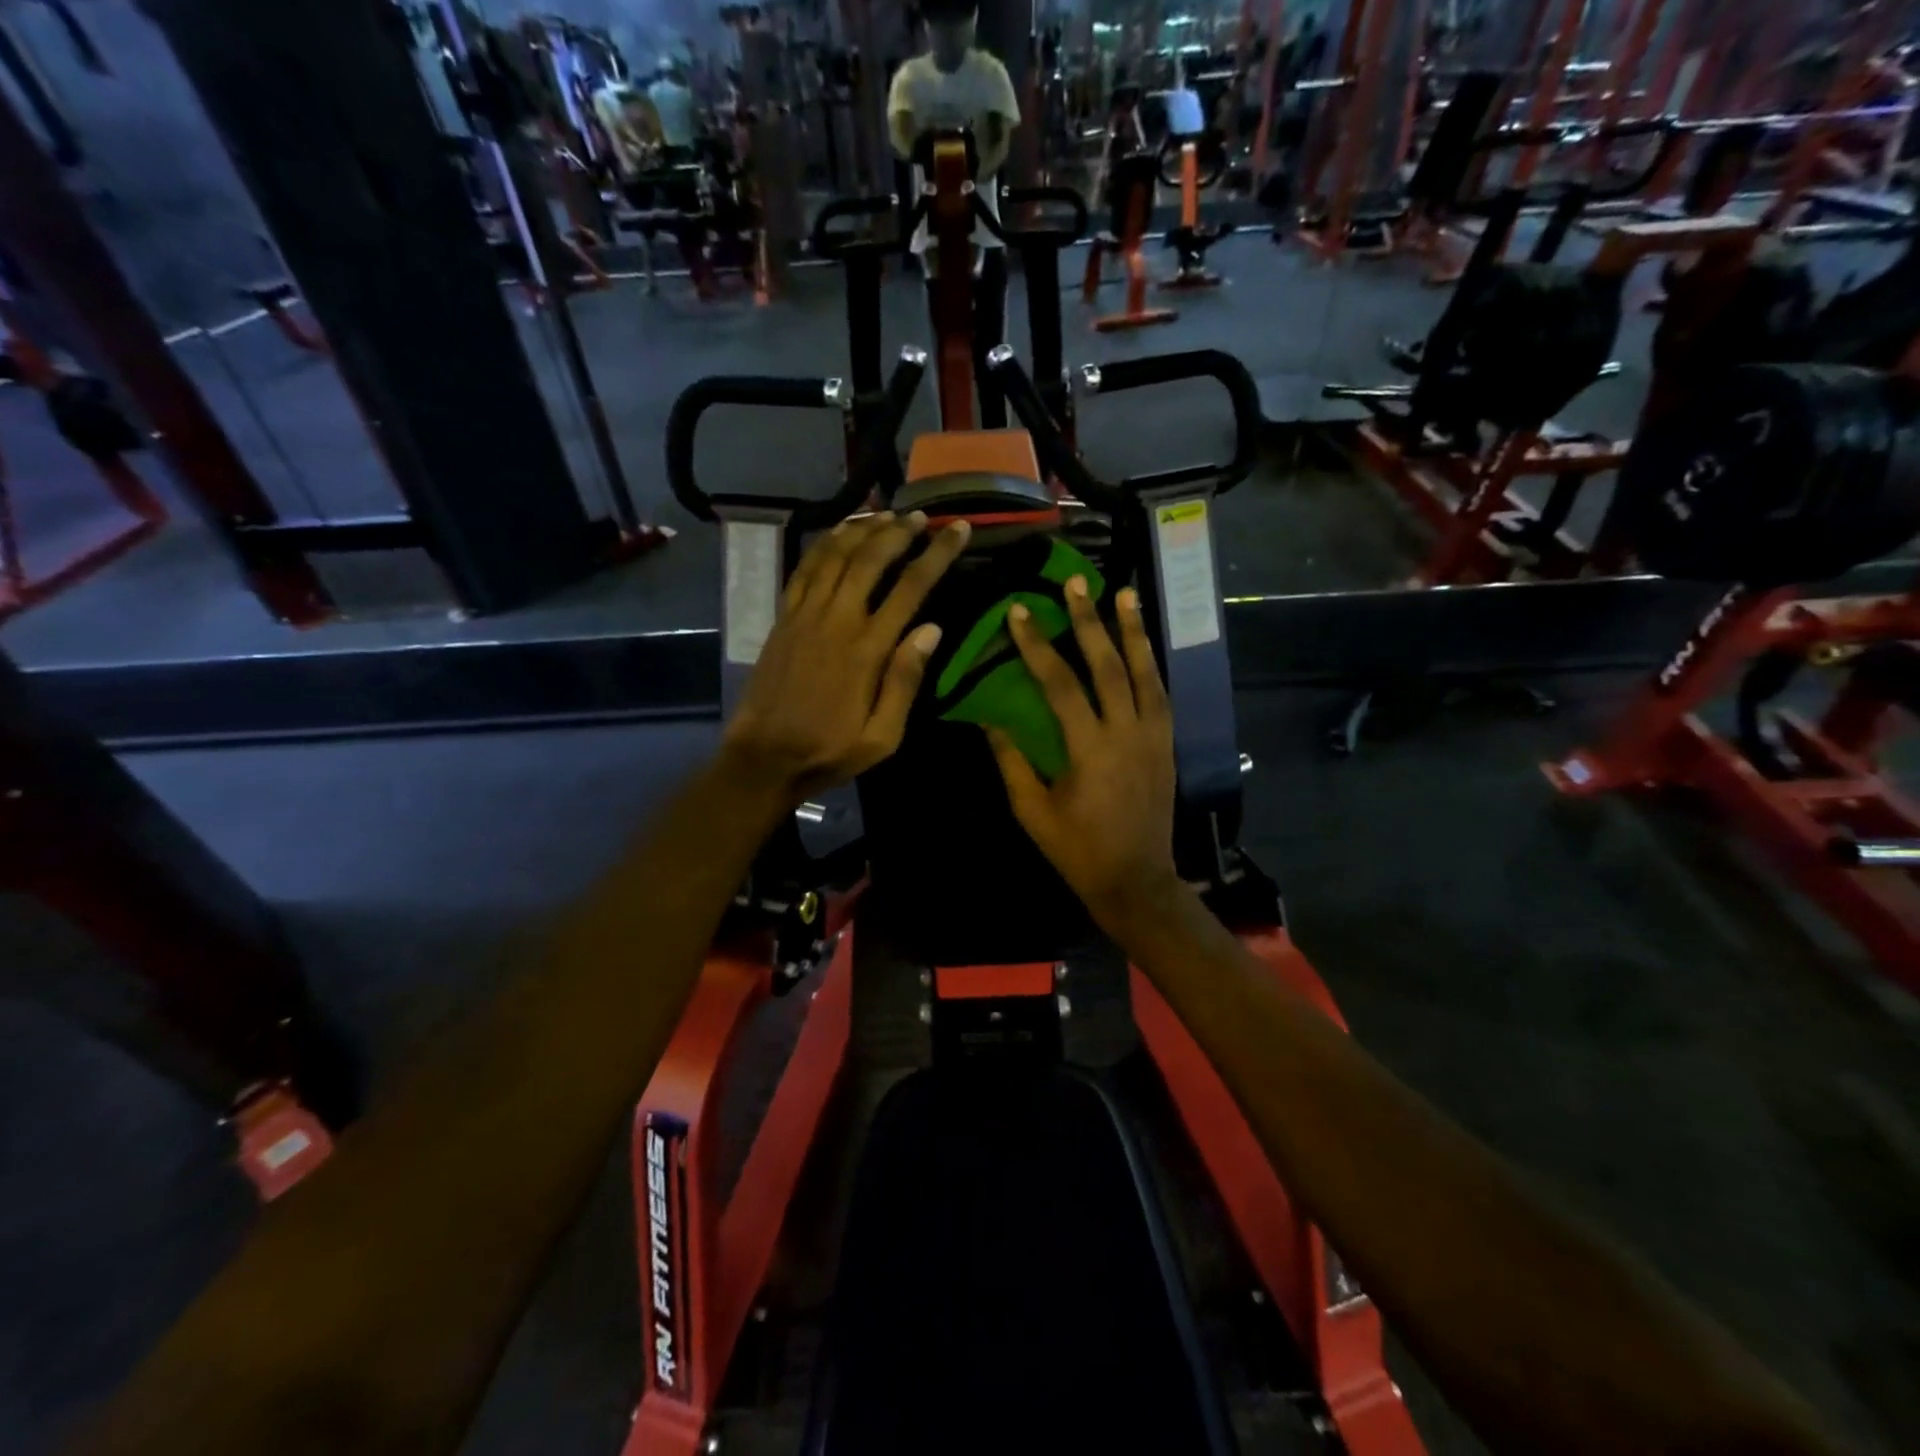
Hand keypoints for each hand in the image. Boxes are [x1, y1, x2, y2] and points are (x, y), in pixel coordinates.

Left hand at [721, 511, 969, 805]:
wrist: (763, 757)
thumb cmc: (829, 751)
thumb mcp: (882, 736)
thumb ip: (905, 681)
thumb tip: (932, 629)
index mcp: (867, 649)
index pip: (910, 588)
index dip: (937, 554)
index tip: (957, 529)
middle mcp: (836, 620)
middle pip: (871, 559)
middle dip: (900, 531)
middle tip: (923, 516)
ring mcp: (805, 615)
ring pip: (836, 555)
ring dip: (863, 529)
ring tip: (886, 513)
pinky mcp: (783, 618)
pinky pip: (805, 568)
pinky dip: (825, 543)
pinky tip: (840, 531)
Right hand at [984, 577, 1181, 929]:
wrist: (1135, 880)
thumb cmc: (1076, 849)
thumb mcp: (1032, 810)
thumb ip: (1011, 760)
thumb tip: (987, 717)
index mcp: (1090, 749)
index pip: (1060, 683)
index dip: (1037, 646)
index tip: (1020, 613)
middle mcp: (1127, 733)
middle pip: (1108, 666)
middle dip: (1089, 621)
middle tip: (1076, 583)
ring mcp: (1154, 737)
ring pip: (1145, 673)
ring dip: (1133, 631)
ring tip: (1124, 594)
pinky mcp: (1167, 745)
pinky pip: (1160, 694)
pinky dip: (1150, 664)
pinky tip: (1142, 645)